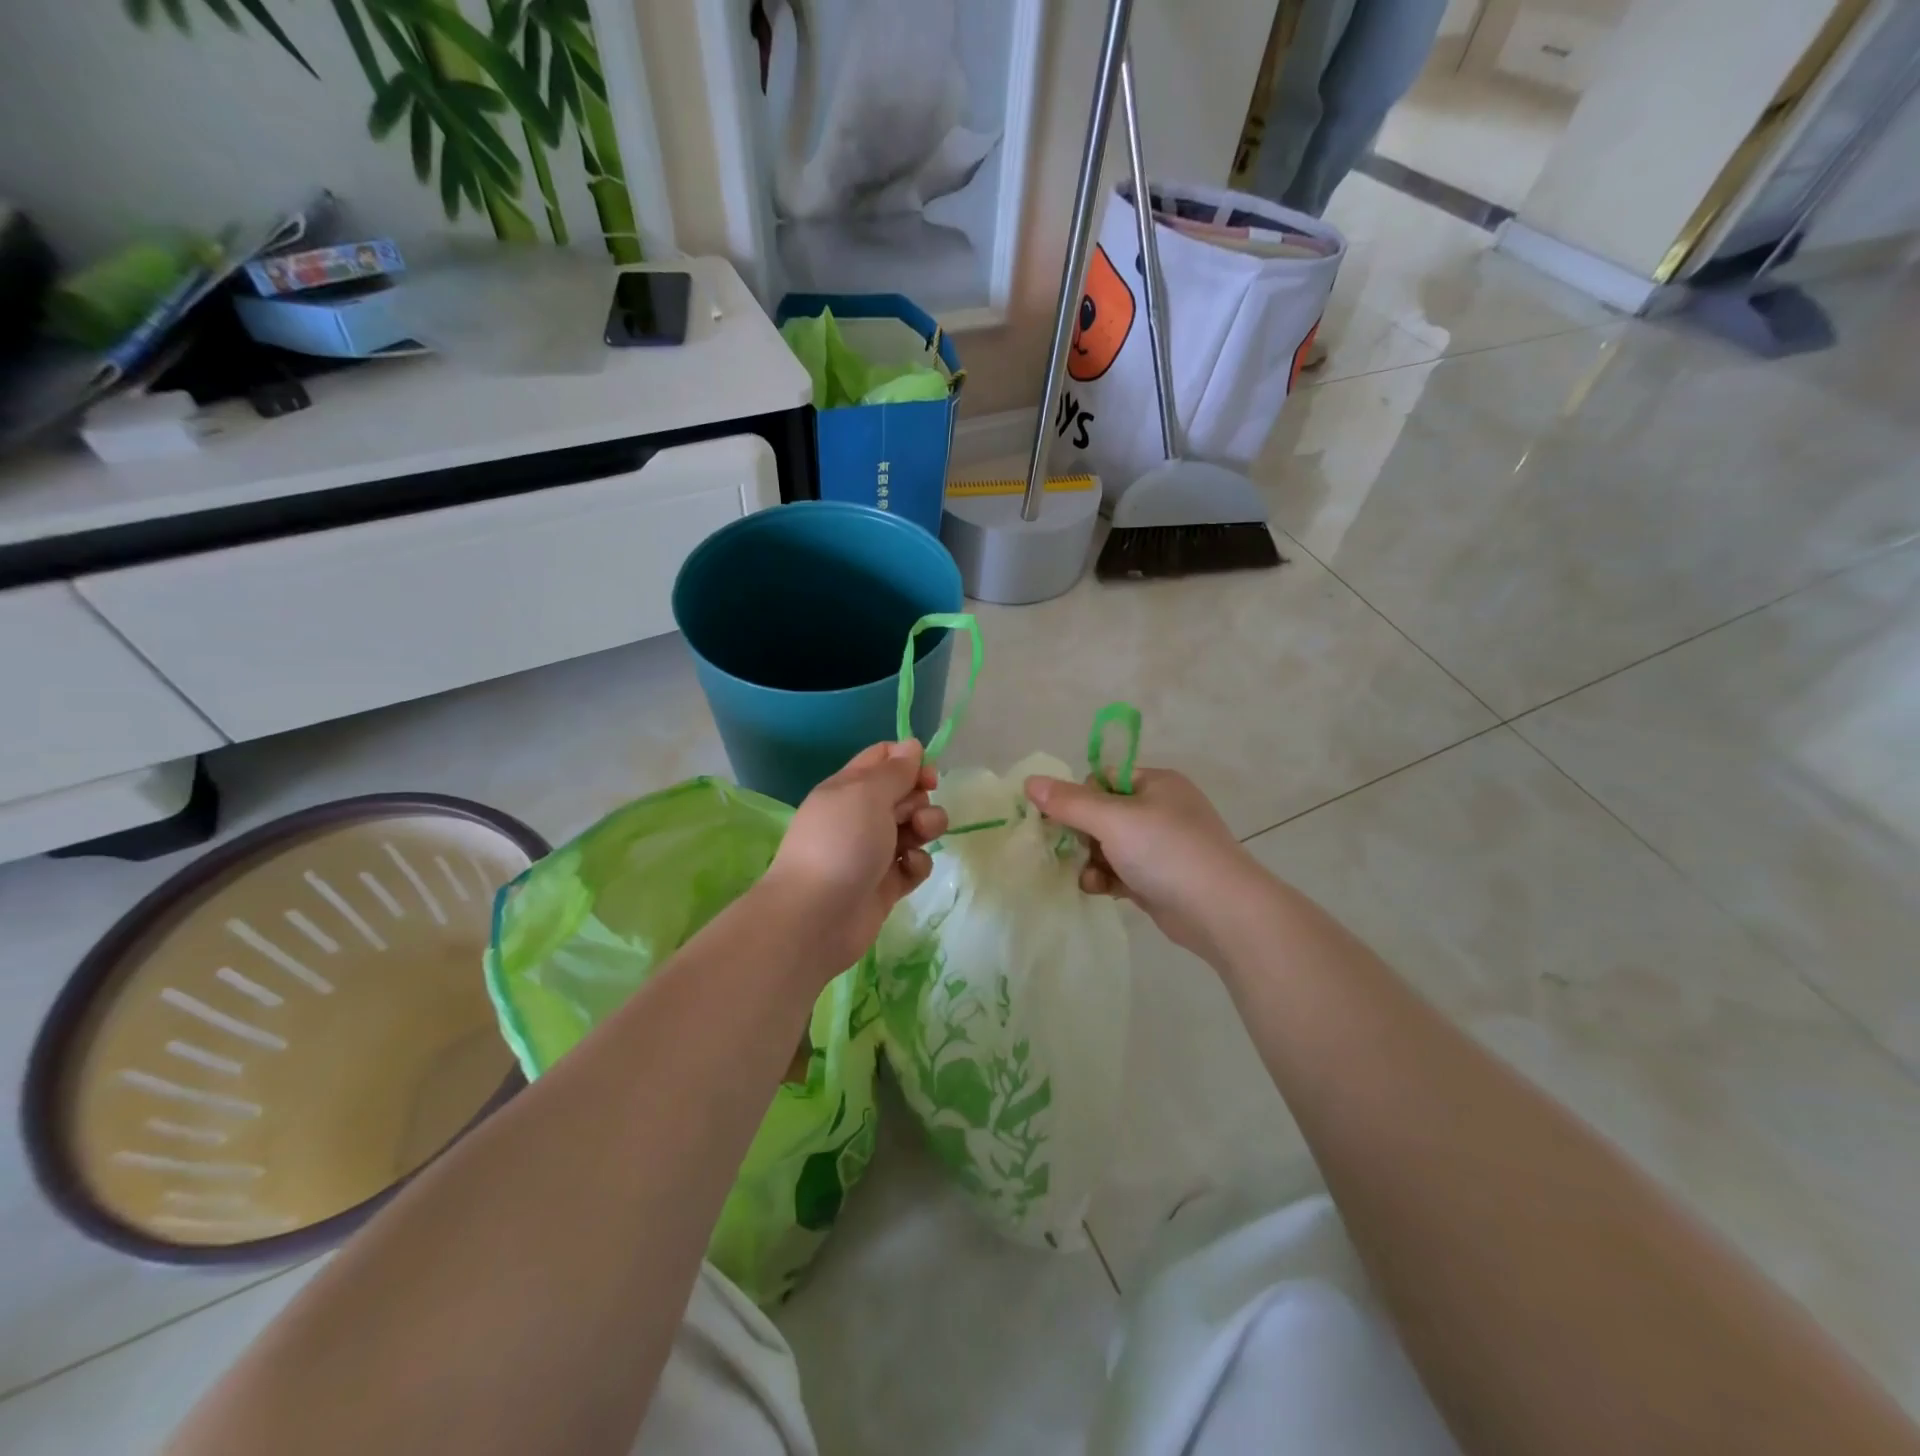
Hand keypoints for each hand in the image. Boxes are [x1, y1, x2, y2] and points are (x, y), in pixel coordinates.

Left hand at [758, 740, 947, 980]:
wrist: (816, 917)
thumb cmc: (841, 843)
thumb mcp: (867, 794)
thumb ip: (895, 770)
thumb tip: (912, 745)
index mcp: (850, 787)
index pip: (884, 758)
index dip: (911, 762)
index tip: (928, 776)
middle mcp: (861, 815)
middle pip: (906, 793)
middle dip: (921, 798)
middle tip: (913, 816)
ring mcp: (874, 850)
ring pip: (915, 828)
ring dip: (926, 828)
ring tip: (917, 840)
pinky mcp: (887, 883)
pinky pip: (914, 864)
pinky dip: (917, 864)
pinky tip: (908, 870)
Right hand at [1024, 767, 1261, 962]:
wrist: (1221, 911)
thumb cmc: (1167, 851)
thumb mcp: (1113, 820)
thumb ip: (1069, 802)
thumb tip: (1030, 782)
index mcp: (1156, 784)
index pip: (1104, 778)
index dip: (1079, 797)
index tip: (1063, 819)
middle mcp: (1160, 810)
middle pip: (1102, 814)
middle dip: (1082, 834)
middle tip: (1069, 850)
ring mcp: (1162, 847)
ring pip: (1108, 846)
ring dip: (1091, 860)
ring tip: (1088, 877)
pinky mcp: (1159, 879)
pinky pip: (1120, 871)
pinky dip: (1106, 879)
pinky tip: (1098, 890)